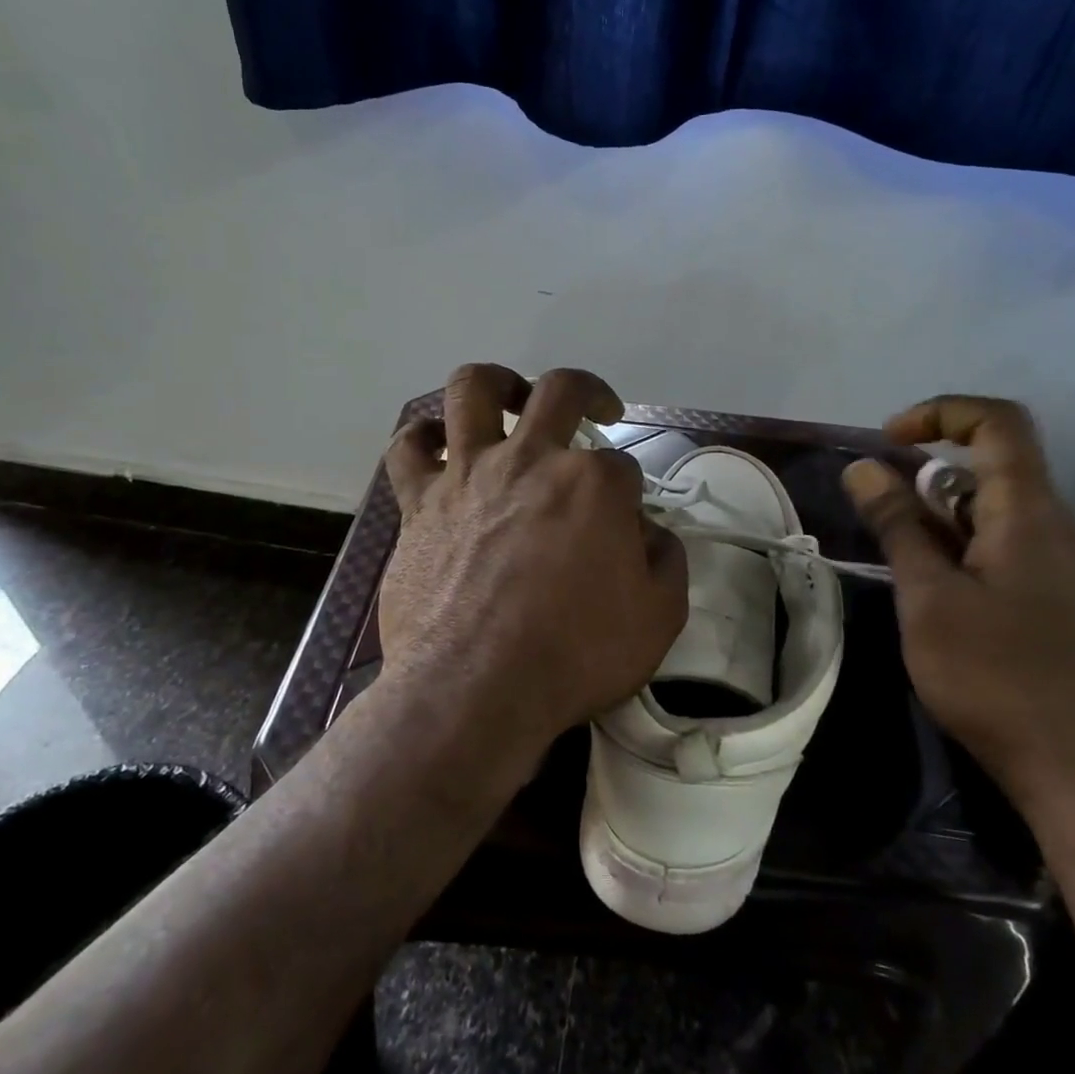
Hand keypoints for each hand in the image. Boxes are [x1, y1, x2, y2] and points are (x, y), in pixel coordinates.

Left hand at [378, 365, 688, 778]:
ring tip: (511, 398)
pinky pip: (408, 449)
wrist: (475, 689)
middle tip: (596, 411)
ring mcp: (469, 474)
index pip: (623, 466)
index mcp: (594, 484)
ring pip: (473, 389)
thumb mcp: (659, 616)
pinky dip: (422, 438)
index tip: (625, 524)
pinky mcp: (420, 502)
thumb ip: (665, 559)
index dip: (628, 493)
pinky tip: (437, 445)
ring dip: (498, 383)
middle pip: (560, 391)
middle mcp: (532, 459)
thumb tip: (647, 531)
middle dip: (588, 393)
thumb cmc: (574, 655)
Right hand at [842, 396, 1074, 830]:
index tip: (889, 442)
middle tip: (894, 540)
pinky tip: (966, 613)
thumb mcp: (928, 599)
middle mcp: (1072, 527)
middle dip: (933, 488)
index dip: (940, 413)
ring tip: (924, 588)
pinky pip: (1029, 550)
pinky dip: (984, 554)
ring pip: (1010, 516)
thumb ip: (898, 525)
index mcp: (1033, 514)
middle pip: (998, 472)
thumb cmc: (997, 681)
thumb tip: (864, 467)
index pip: (998, 423)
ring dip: (955, 527)